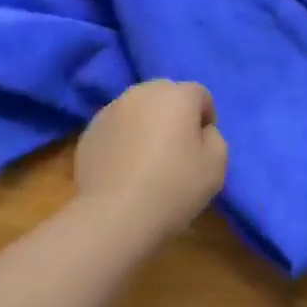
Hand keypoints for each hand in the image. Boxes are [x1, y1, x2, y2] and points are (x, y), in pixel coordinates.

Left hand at [77, 81, 227, 235]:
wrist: (115, 214)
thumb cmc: (173, 188)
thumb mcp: (216, 166)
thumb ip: (214, 138)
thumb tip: (200, 130)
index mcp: (176, 95)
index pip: (200, 94)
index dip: (206, 118)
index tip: (202, 147)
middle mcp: (141, 92)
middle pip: (165, 95)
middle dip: (174, 115)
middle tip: (176, 150)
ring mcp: (110, 109)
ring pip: (137, 110)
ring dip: (146, 125)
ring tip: (147, 161)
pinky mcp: (89, 131)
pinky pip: (115, 128)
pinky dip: (123, 139)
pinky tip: (124, 169)